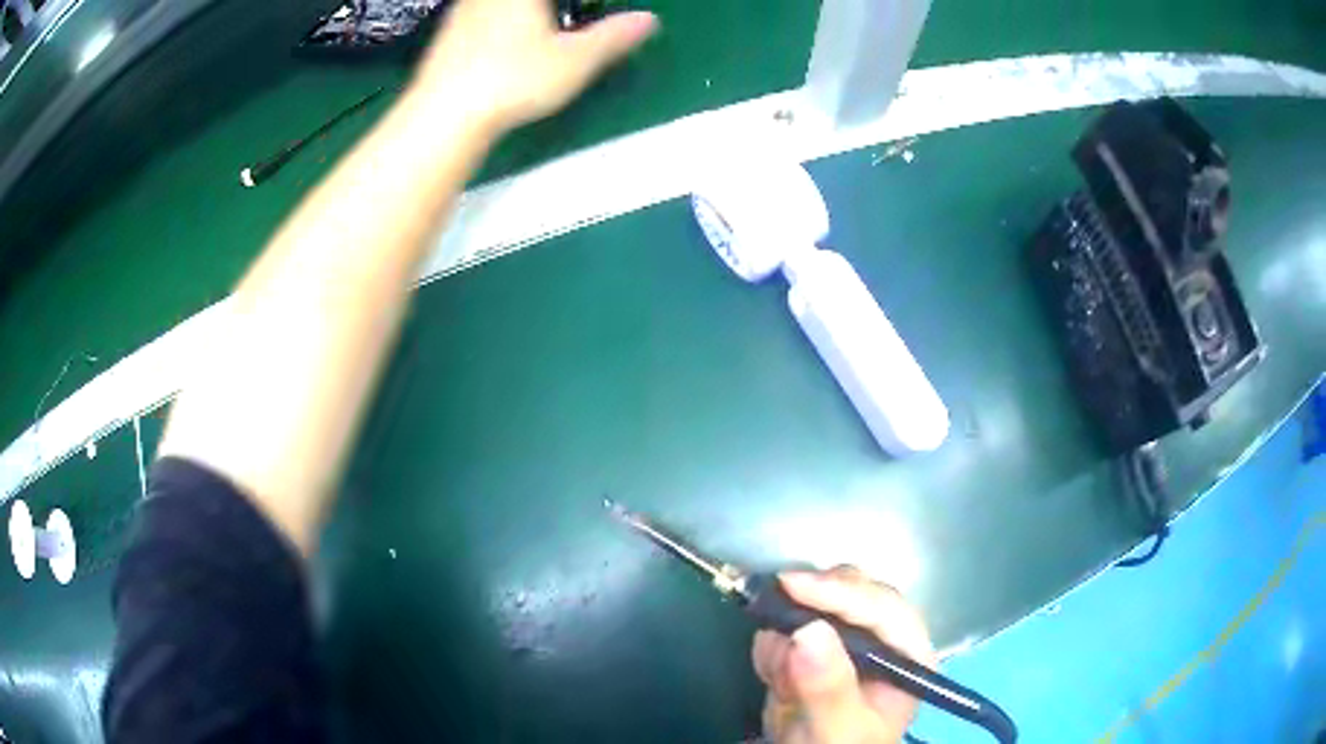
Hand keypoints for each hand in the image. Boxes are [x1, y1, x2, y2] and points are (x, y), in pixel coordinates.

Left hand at [414, 0, 657, 132]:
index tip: (588, 11)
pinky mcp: (449, 29)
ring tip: (546, 27)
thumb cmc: (512, 81)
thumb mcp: (574, 61)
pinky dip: (502, 16)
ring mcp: (465, 7)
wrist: (442, 114)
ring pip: (500, 3)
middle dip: (559, 7)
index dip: (581, 4)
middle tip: (573, 17)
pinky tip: (507, 38)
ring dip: (526, 12)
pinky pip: (483, 10)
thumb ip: (613, 36)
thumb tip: (649, 20)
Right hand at [752, 566, 936, 743]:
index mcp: (906, 653)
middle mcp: (882, 638)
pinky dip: (772, 648)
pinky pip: (787, 625)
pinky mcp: (814, 647)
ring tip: (780, 682)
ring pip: (815, 604)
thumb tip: (809, 629)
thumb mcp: (837, 727)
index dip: (840, 592)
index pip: (883, 606)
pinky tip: (774, 681)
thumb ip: (828, 687)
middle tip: (779, 639)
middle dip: (810, 613)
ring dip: (786, 635)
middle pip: (852, 593)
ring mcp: (847, 641)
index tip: (792, 585)